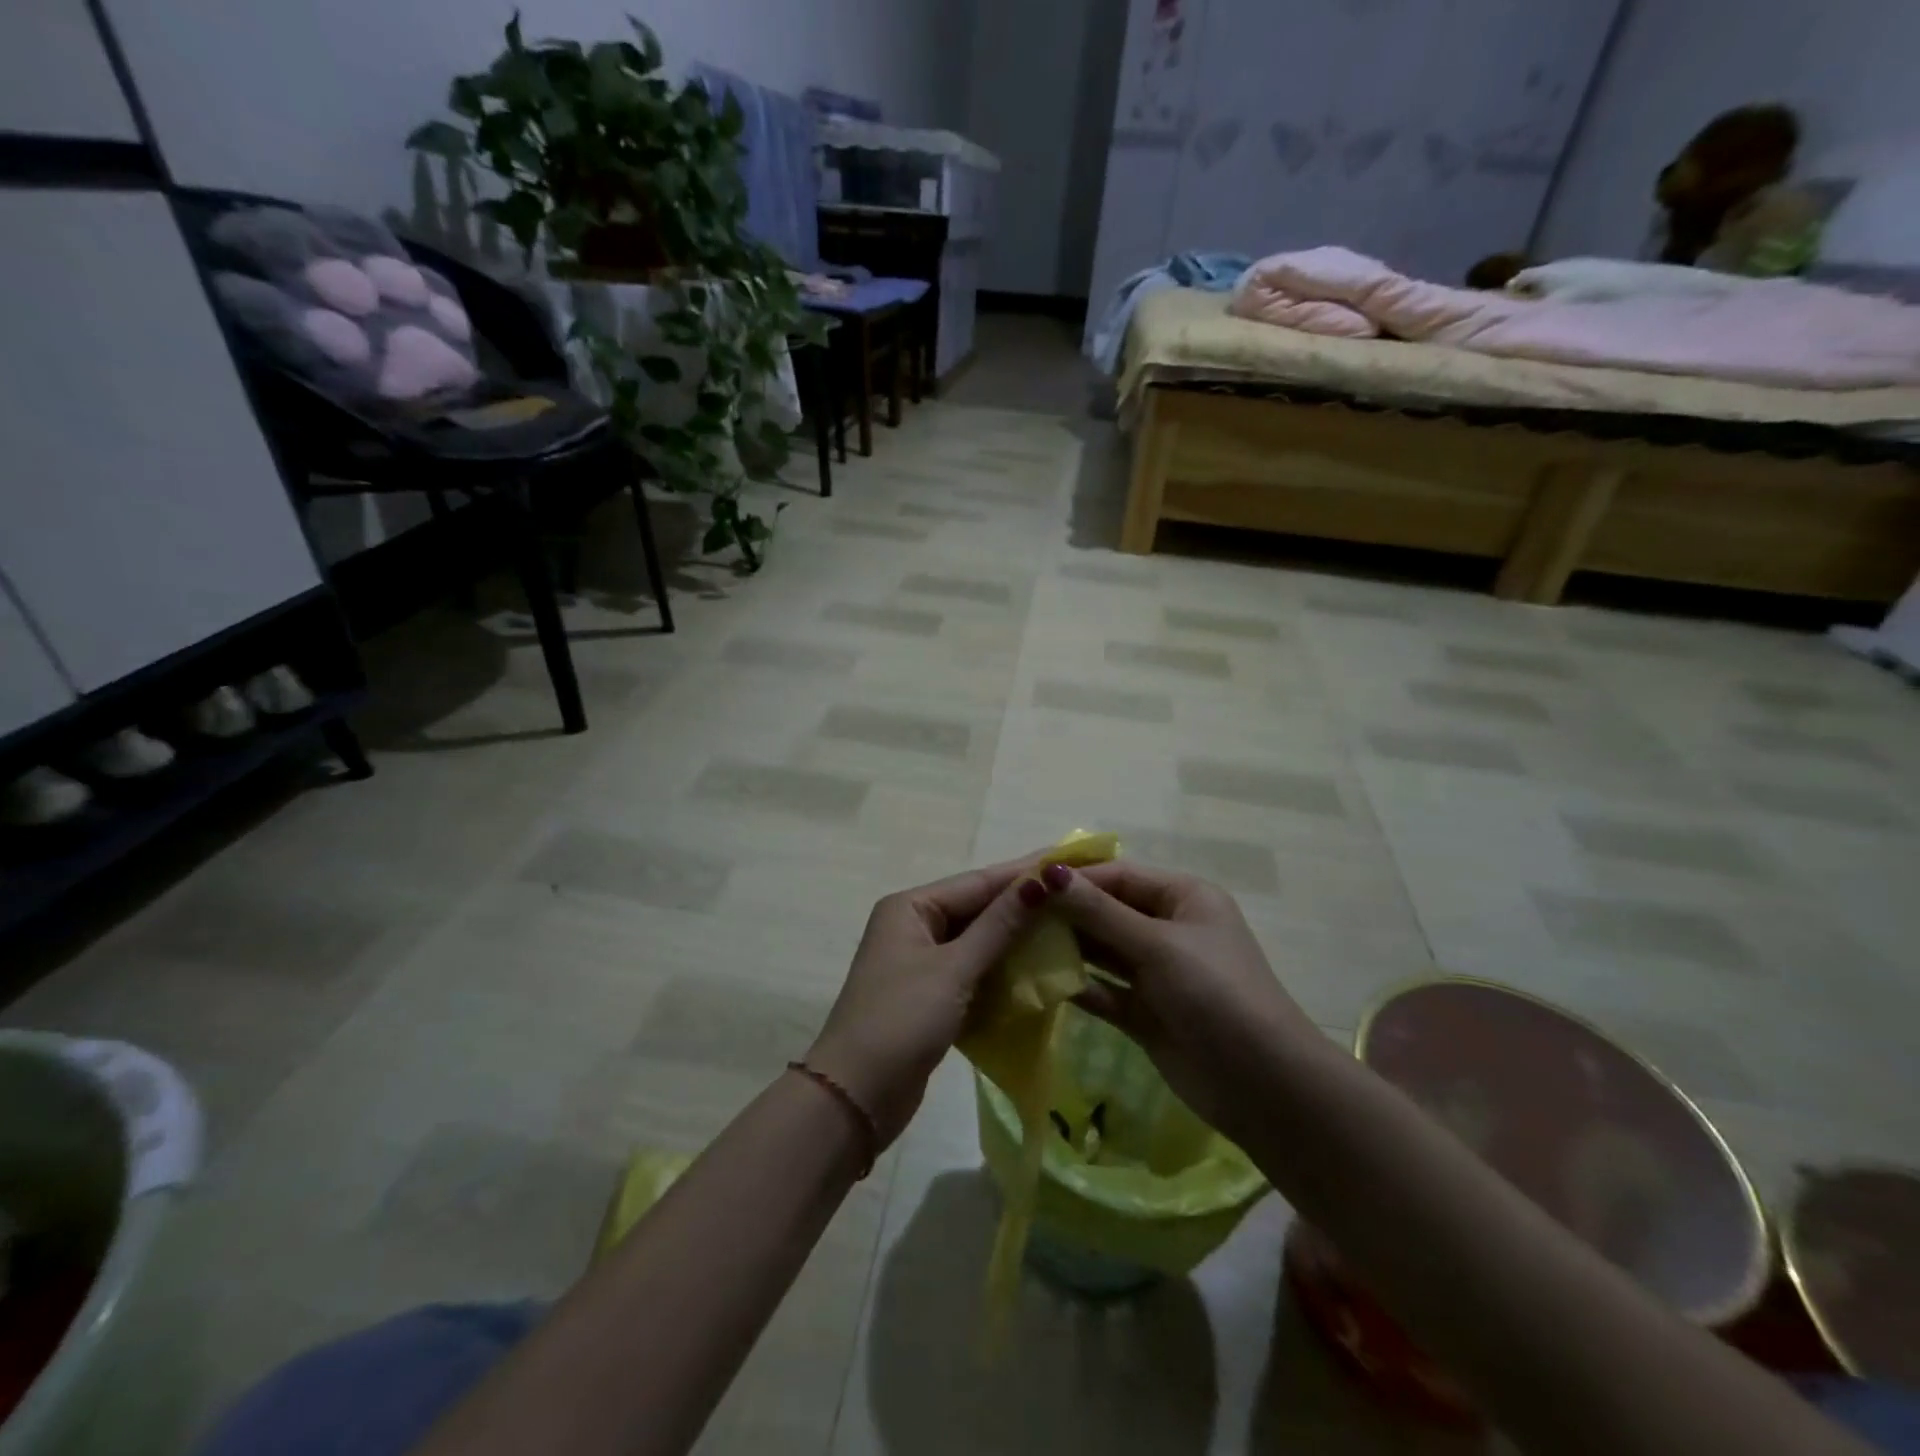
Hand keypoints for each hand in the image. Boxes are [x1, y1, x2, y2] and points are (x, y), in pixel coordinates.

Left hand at [806, 856, 1051, 1147]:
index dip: (1023, 873)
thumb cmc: (901, 1020)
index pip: (977, 882)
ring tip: (1069, 929)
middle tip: (1077, 896)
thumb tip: (1041, 880)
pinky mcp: (931, 995)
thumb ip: (999, 926)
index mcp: (910, 907)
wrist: (855, 1097)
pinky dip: (1002, 970)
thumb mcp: (954, 969)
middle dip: (1023, 906)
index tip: (1069, 861)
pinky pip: (974, 970)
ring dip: (1017, 939)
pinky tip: (1039, 970)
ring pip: (978, 941)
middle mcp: (914, 925)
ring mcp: (921, 962)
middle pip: (978, 908)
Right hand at [1042, 860, 1324, 1144]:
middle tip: (1011, 914)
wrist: (1264, 1086)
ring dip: (1066, 946)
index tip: (1024, 882)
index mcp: (1184, 897)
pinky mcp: (1145, 1012)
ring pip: (1102, 950)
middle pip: (1107, 911)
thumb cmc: (1216, 994)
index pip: (1119, 876)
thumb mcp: (1158, 945)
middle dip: (1065, 912)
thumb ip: (1100, 912)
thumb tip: (1049, 874)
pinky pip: (1104, 989)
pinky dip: (1077, 984)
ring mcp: (1157, 972)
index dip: (1074, 878)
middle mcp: (1169, 928)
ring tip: (1016, 944)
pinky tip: (1039, 981)